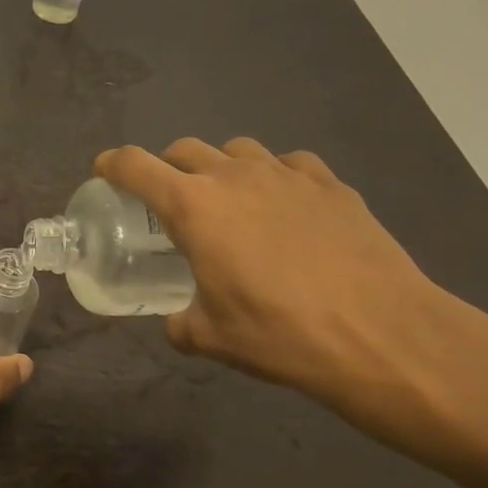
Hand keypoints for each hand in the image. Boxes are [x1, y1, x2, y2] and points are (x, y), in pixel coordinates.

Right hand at [95, 138, 458, 445]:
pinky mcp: (332, 185)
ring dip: (222, 168)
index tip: (105, 172)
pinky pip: (290, 165)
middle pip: (184, 149)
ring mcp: (287, 175)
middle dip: (168, 168)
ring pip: (238, 150)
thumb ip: (182, 323)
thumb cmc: (281, 334)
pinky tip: (288, 208)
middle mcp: (234, 177)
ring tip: (232, 202)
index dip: (112, 165)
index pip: (135, 166)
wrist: (382, 334)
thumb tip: (178, 323)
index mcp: (193, 207)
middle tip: (172, 201)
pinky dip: (277, 177)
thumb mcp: (213, 338)